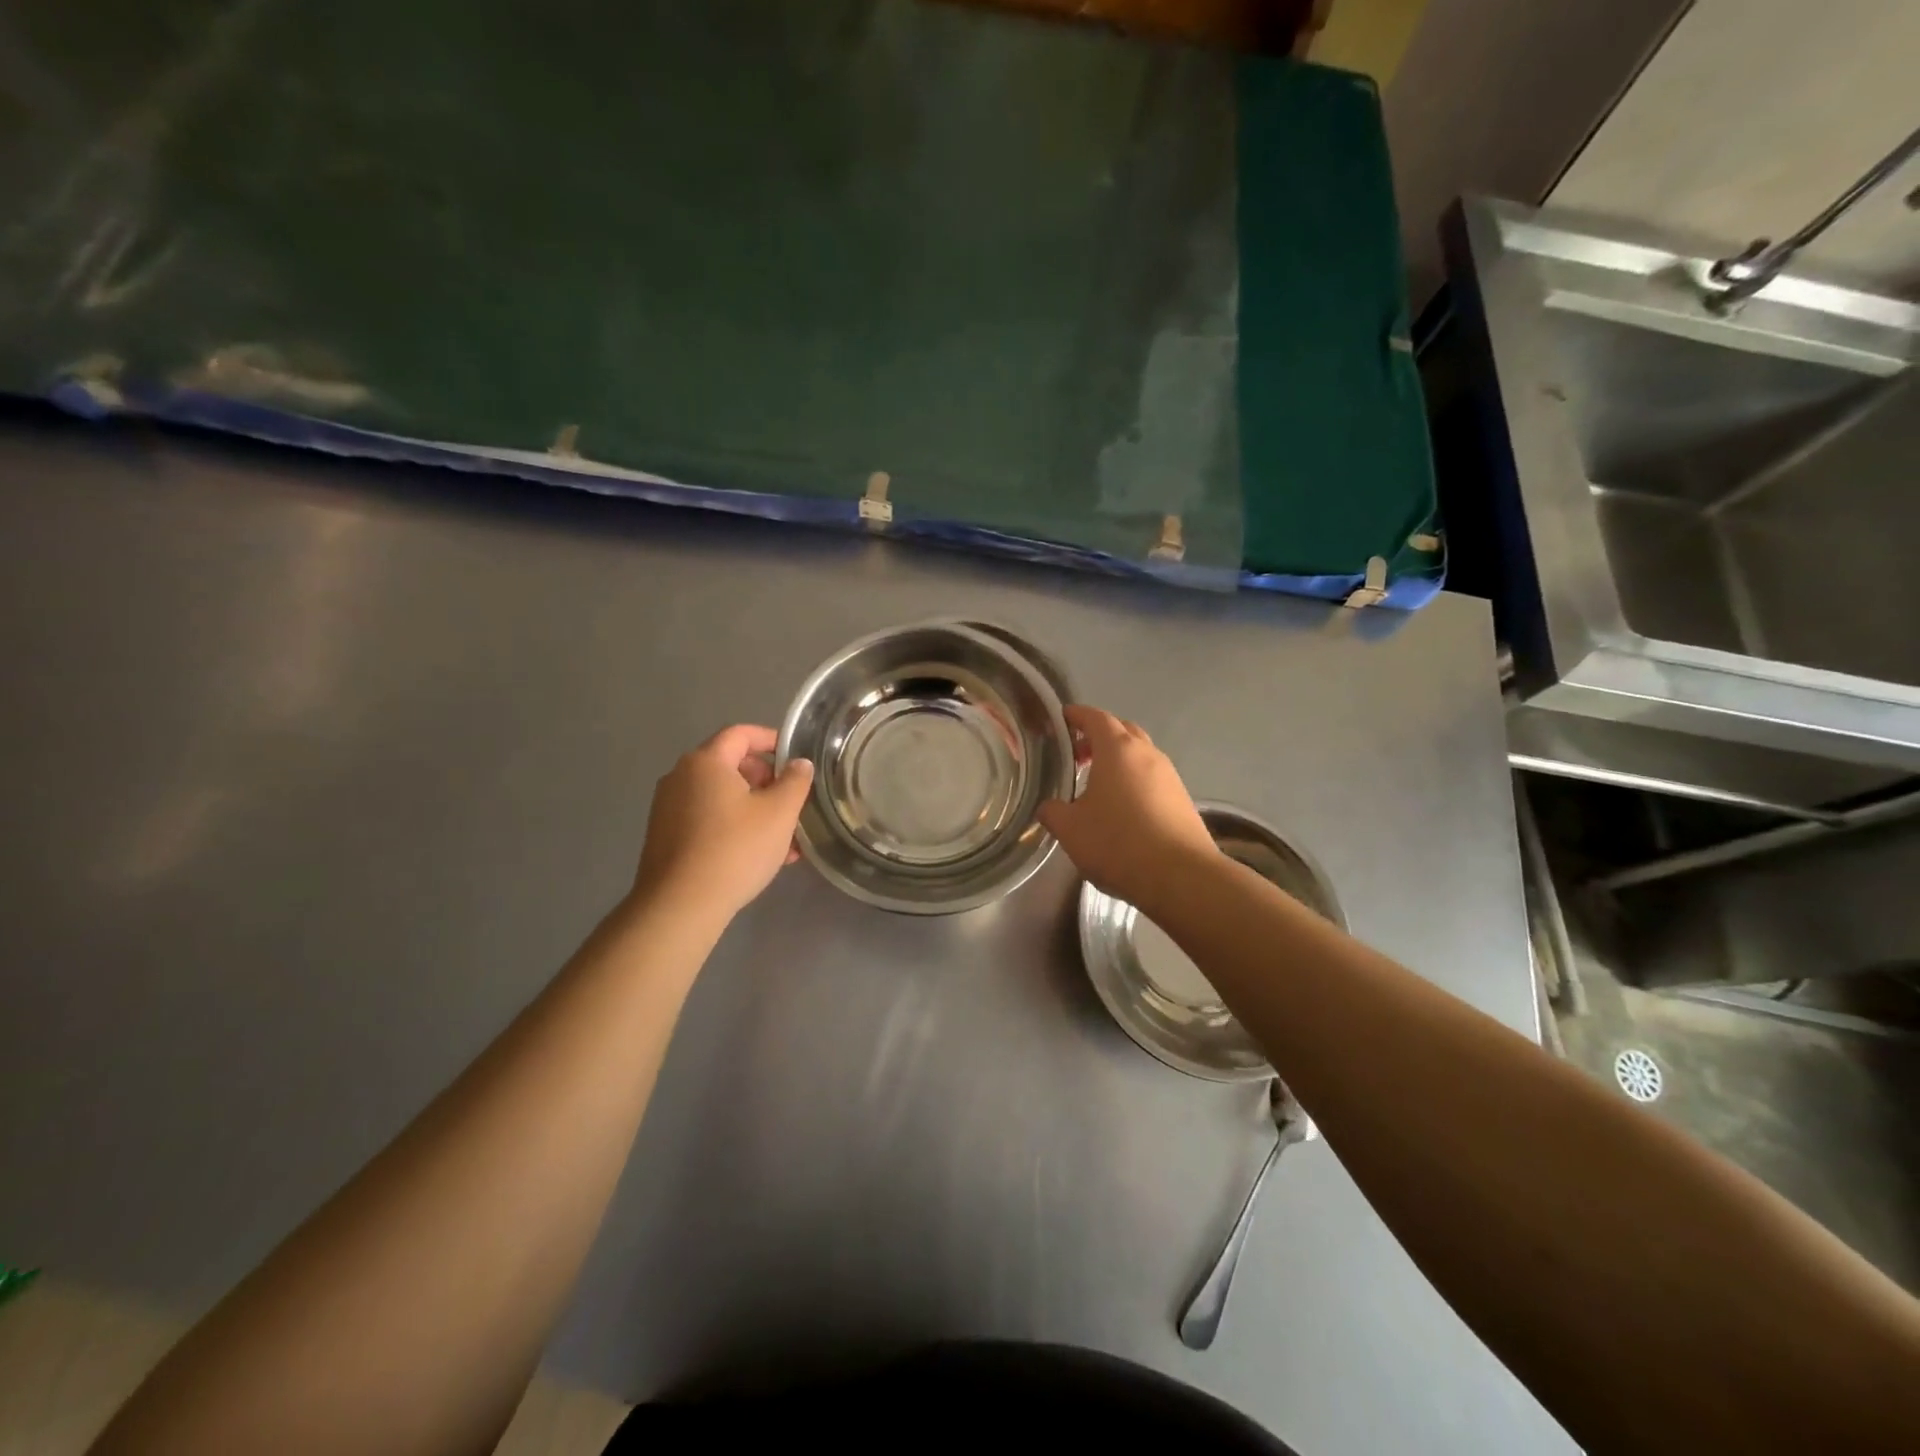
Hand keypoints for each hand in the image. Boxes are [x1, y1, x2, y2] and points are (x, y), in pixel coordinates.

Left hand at [634, 725, 814, 921]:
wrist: (680, 906)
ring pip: (722, 797)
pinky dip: (734, 827)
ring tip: (785, 838)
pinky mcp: (665, 837)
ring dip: (755, 809)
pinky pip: (708, 820)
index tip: (796, 756)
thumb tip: (799, 764)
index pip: (741, 734)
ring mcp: (668, 808)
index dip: (771, 739)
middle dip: (766, 781)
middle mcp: (681, 777)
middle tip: (792, 802)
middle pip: (731, 765)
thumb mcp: (779, 813)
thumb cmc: (735, 849)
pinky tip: (759, 856)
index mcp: (706, 762)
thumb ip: (795, 781)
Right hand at [1037, 705, 1214, 911]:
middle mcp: (1147, 754)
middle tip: (1076, 756)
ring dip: (1118, 761)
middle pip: (1122, 731)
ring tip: (1096, 786)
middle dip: (1098, 737)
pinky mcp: (1182, 799)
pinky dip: (1134, 782)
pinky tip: (1122, 809)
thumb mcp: (1071, 830)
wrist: (1181, 877)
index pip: (1095, 717)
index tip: (1061, 719)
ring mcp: (1169, 776)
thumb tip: (1048, 807)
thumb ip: (1053, 812)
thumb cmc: (1118, 843)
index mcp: (1117, 750)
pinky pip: (1152, 778)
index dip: (1076, 716)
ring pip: (1139, 755)